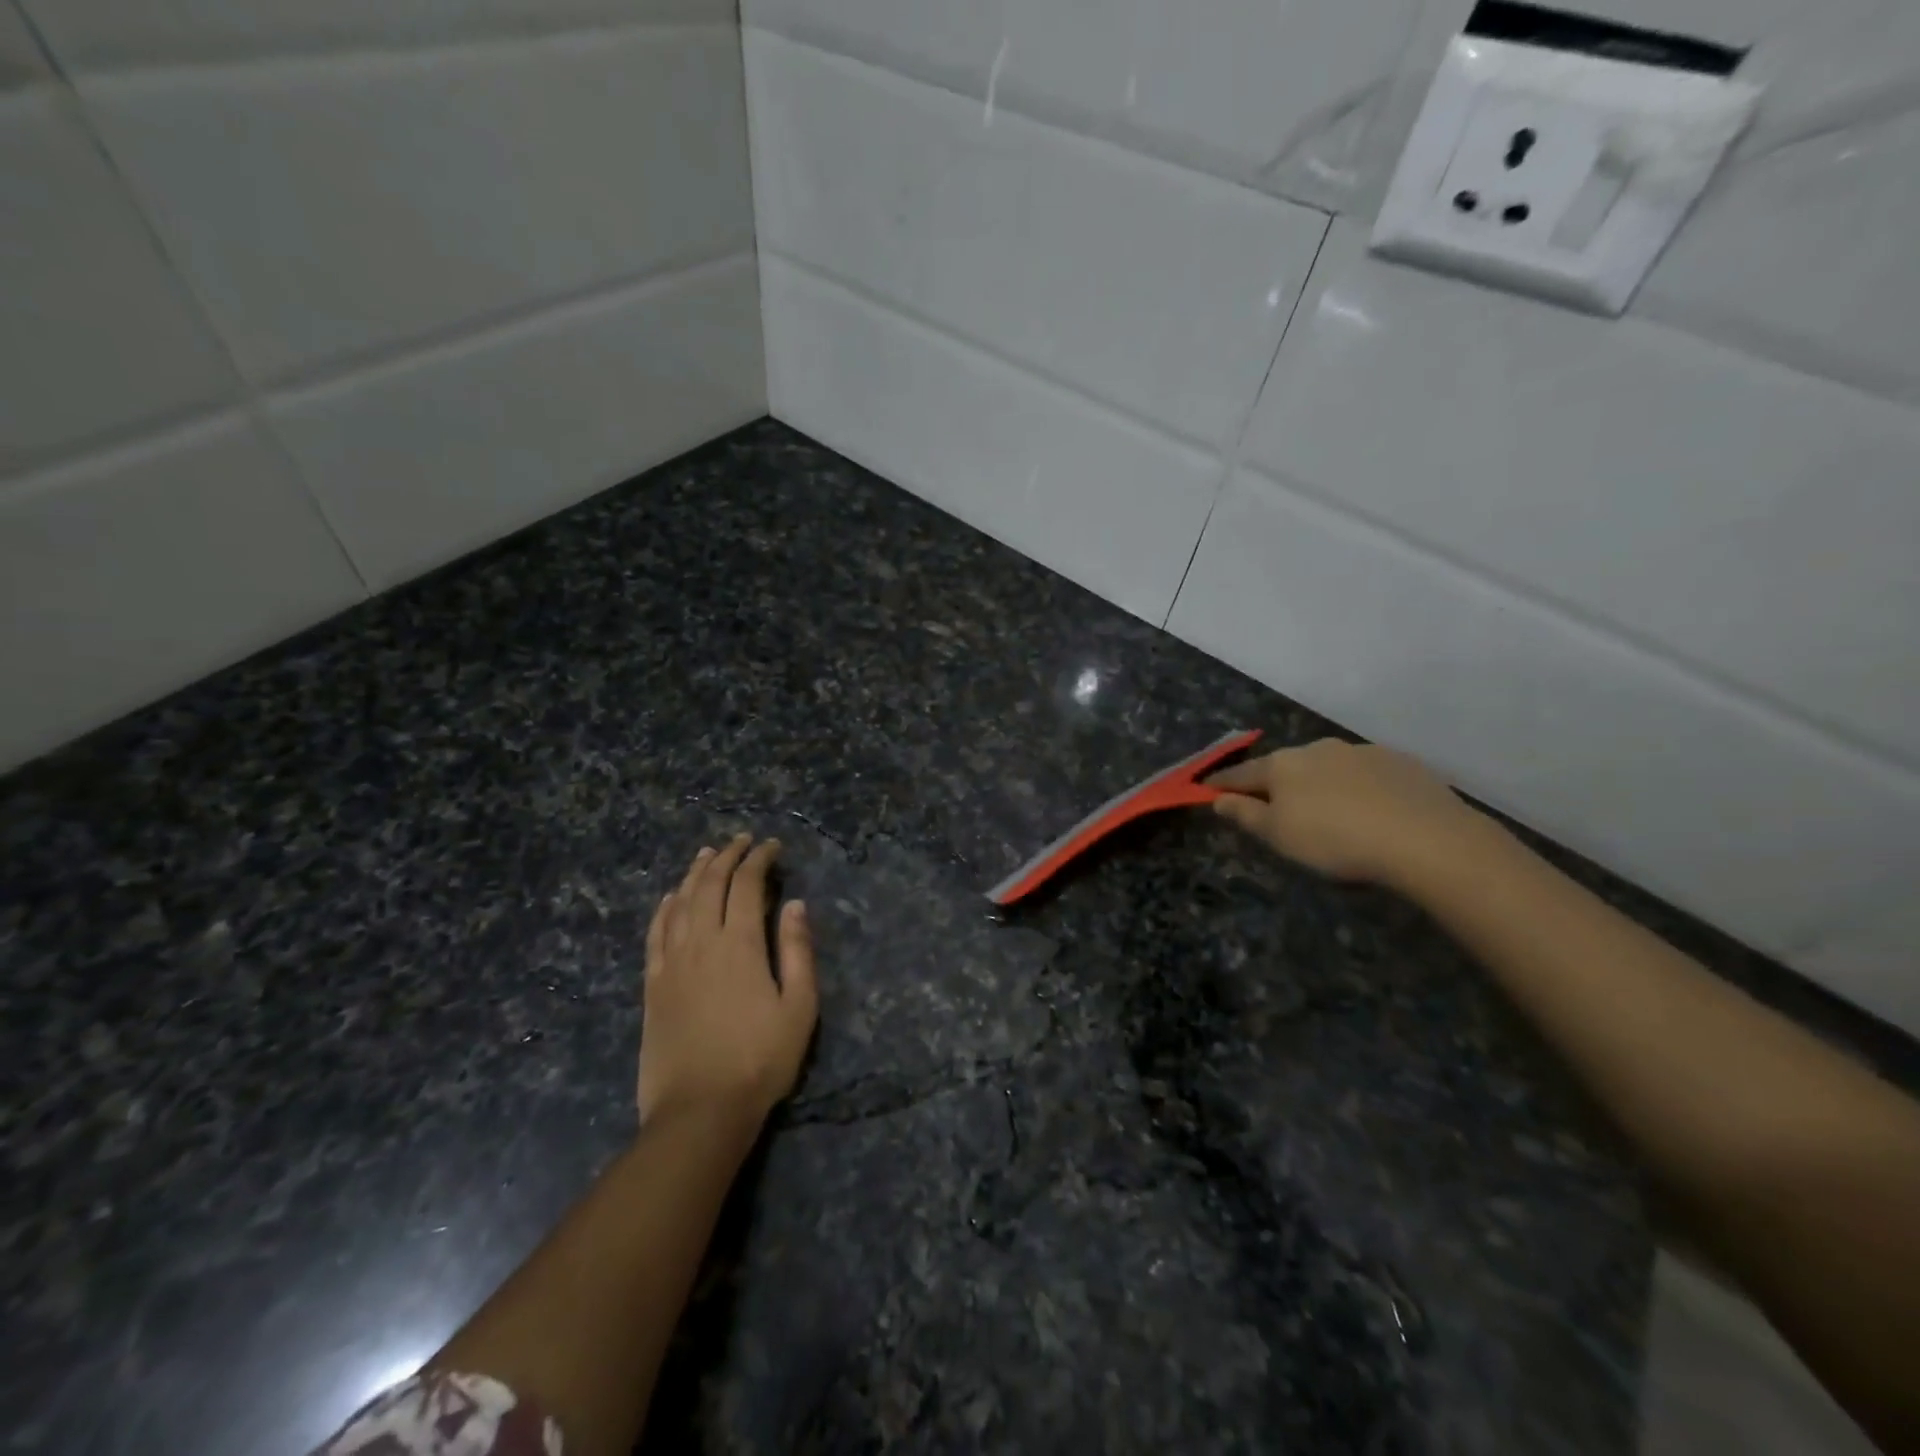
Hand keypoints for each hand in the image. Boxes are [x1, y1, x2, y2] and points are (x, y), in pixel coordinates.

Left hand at [639, 835, 818, 1130]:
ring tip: (707, 854)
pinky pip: (655, 934)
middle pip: (709, 885)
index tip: (771, 846)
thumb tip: (794, 904)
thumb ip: (797, 951)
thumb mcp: (799, 1007)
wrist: (699, 1111)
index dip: (759, 859)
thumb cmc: (759, 1060)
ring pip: (680, 903)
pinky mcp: (652, 986)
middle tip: (742, 841)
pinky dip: (664, 908)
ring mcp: (671, 964)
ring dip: (695, 873)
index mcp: (739, 945)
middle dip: (727, 857)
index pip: (746, 885)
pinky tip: (671, 897)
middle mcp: (701, 943)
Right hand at [1206, 738, 1483, 887]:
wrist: (1426, 838)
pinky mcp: (1400, 762)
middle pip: (1285, 766)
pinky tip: (1368, 810)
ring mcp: (1361, 751)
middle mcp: (1318, 748)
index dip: (1222, 783)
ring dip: (1318, 783)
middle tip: (1274, 807)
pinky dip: (1355, 787)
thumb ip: (1245, 815)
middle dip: (1275, 783)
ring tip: (1327, 811)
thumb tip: (1218, 799)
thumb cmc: (1336, 839)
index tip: (1207, 788)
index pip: (1242, 773)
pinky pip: (1364, 774)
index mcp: (1283, 765)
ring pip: (1327, 766)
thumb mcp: (1279, 836)